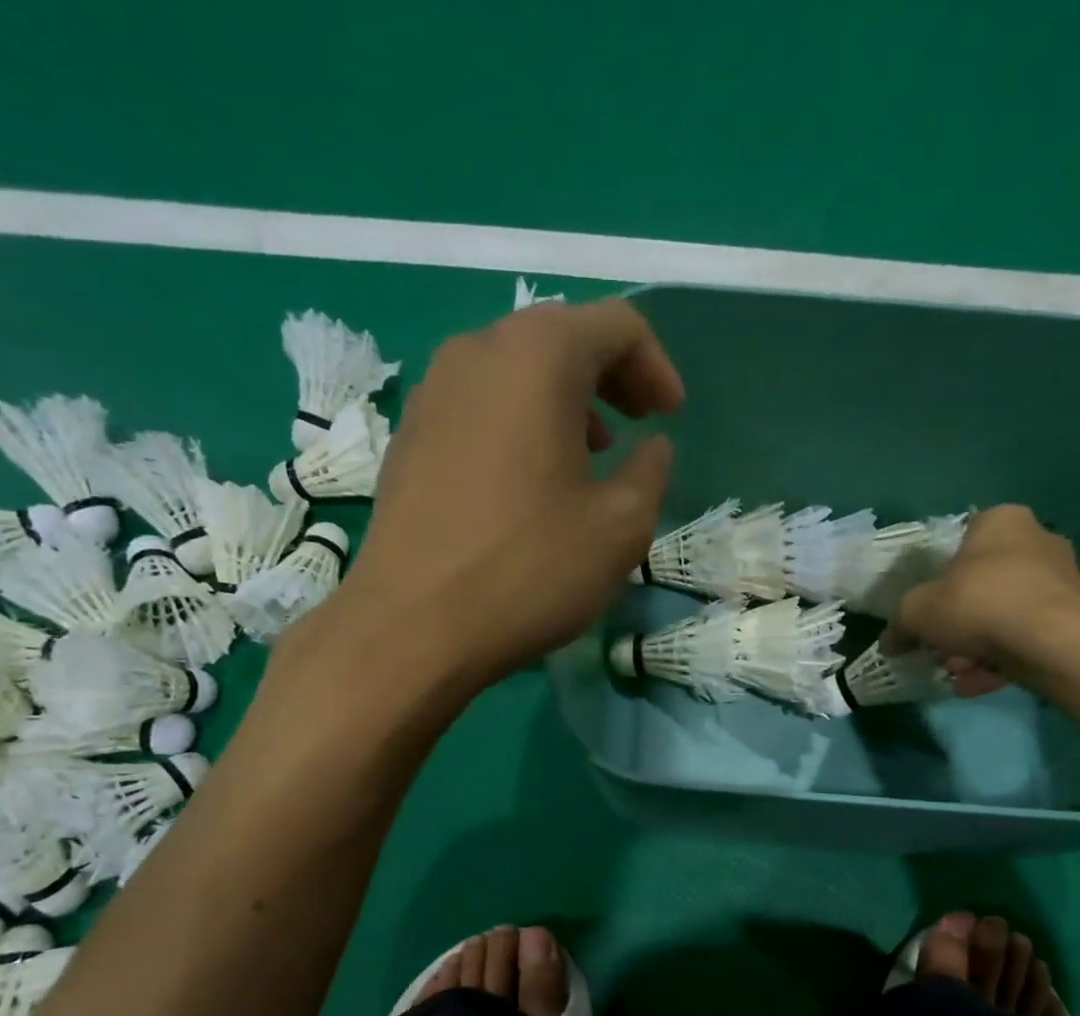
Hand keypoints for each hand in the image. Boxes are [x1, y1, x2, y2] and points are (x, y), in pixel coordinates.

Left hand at [284, 300, 682, 703]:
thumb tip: (652, 447)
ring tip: (589, 457)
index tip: (671, 417)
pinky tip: (530, 481)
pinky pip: (479, 406)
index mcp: (538, 356)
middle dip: (610, 378)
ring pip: (514, 372)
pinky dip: (519, 424)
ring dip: (563, 402)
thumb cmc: (528, 570)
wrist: (411, 627)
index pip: (616, 325)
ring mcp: (432, 392)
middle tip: (637, 428)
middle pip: (560, 338)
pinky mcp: (408, 436)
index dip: (656, 367)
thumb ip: (649, 472)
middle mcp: (477, 351)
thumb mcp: (620, 528)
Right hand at [888, 505, 1079, 695]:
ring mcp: (1061, 578)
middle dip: (957, 619)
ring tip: (955, 671)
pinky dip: (1000, 658)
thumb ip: (899, 624)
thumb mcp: (916, 612)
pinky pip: (1025, 636)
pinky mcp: (1075, 616)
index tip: (927, 608)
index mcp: (999, 522)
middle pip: (983, 582)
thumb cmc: (978, 604)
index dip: (938, 577)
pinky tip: (975, 683)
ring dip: (975, 644)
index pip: (961, 540)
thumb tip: (889, 642)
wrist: (1052, 642)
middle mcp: (1037, 540)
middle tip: (938, 647)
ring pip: (1004, 613)